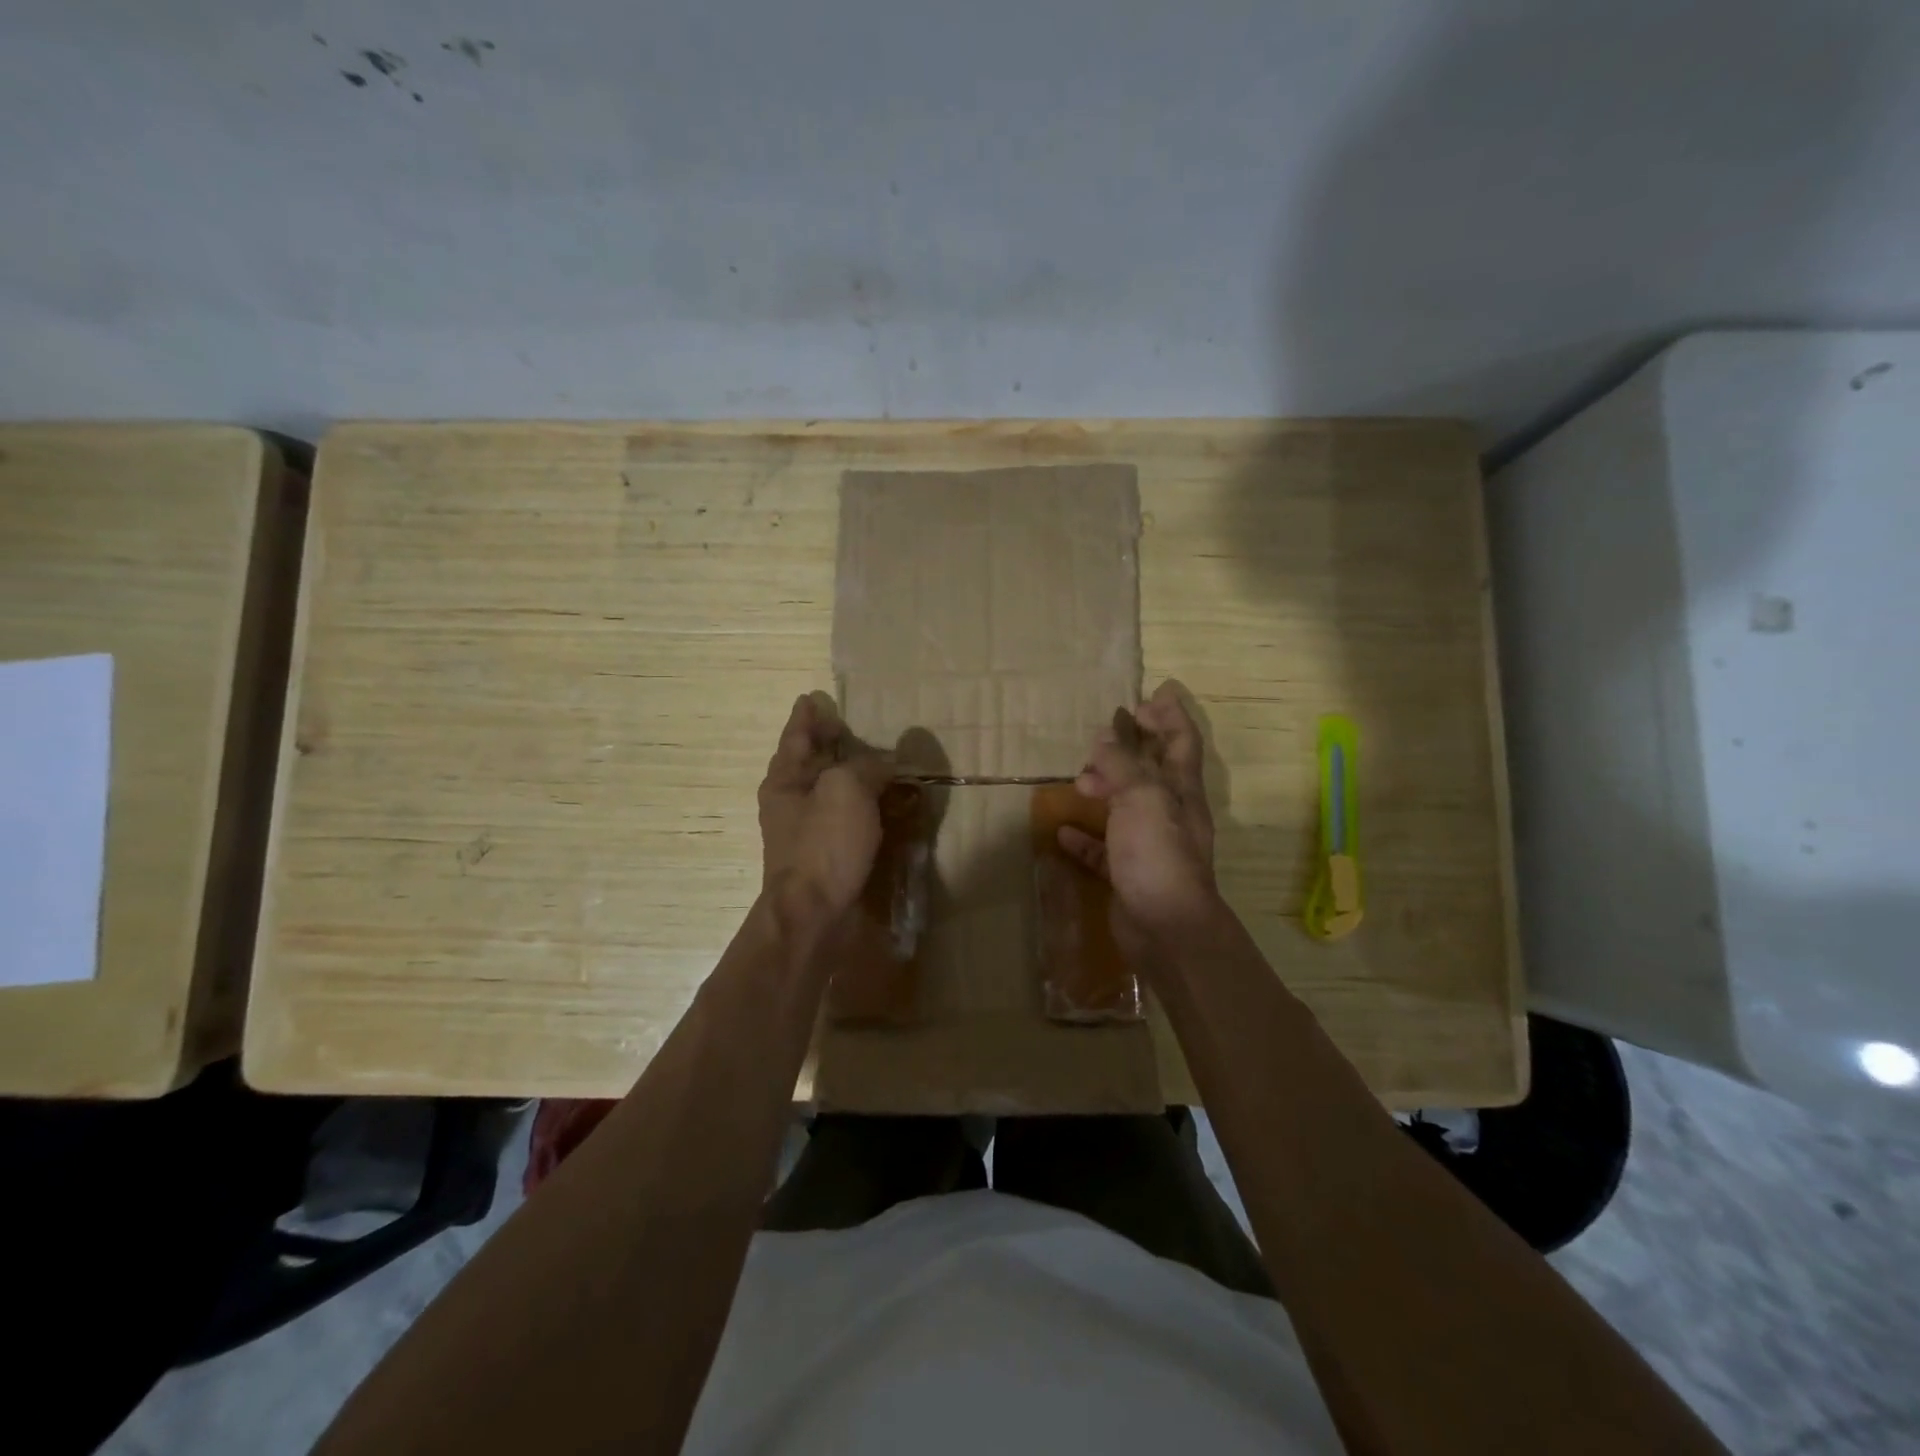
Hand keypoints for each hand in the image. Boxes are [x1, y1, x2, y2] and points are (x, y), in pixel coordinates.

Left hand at [758, 691, 891, 934]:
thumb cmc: (824, 845)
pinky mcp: (826, 856)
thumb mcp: (847, 790)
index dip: (807, 716)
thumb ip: (868, 767)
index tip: (811, 697)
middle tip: (850, 725)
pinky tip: (882, 804)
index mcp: (786, 779)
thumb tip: (885, 764)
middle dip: (828, 743)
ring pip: (830, 792)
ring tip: (874, 760)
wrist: (813, 915)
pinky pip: (846, 819)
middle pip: (811, 762)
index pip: (797, 736)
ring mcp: (807, 831)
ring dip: (849, 775)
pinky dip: (862, 806)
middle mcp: (791, 802)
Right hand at [1059, 680, 1219, 945]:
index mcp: (1180, 790)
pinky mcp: (1129, 873)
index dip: (1170, 715)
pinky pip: (1104, 848)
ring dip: (1106, 788)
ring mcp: (1150, 845)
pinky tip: (1064, 831)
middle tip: (1102, 738)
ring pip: (1127, 806)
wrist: (1166, 927)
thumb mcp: (1141, 796)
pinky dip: (1086, 836)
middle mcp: (1170, 813)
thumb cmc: (1158, 853)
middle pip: (1153, 771)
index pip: (1181, 741)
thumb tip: (1106, 737)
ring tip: (1079, 779)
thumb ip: (1122, 764)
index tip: (1154, 693)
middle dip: (1132, 749)